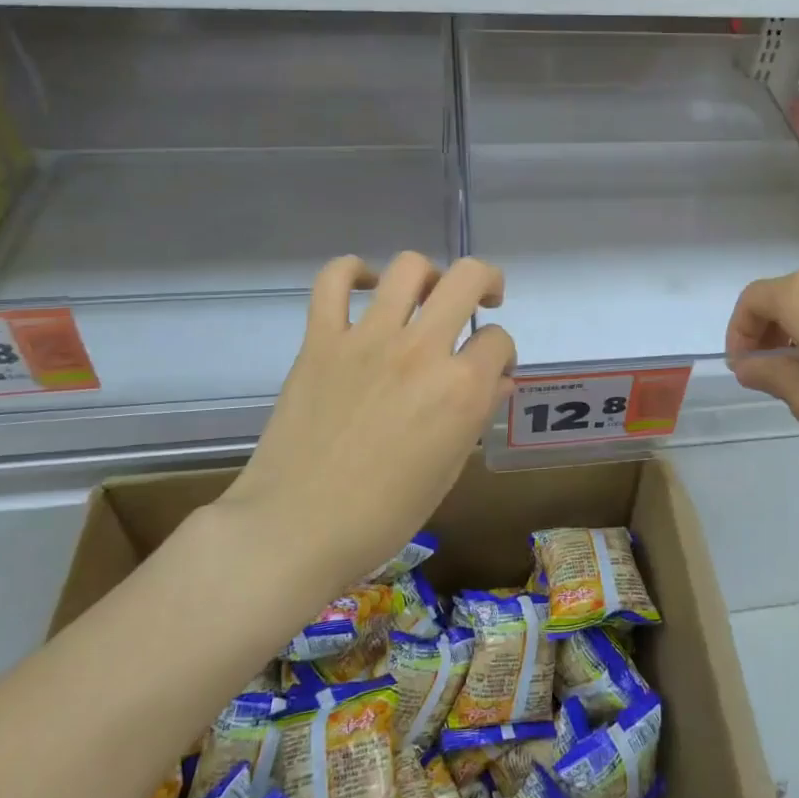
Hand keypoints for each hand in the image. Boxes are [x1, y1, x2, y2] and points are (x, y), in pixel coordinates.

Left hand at [222, 253, 516, 591]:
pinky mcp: (321, 340)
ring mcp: (368, 339)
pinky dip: (352, 272)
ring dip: (428, 275)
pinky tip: (366, 285)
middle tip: (483, 300)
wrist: (296, 529)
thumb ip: (476, 414)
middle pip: (468, 279)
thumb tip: (496, 380)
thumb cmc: (383, 515)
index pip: (499, 341)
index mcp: (460, 389)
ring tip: (426, 294)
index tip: (491, 370)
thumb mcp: (448, 469)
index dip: (502, 354)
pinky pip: (333, 281)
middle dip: (487, 283)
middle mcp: (421, 351)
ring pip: (408, 268)